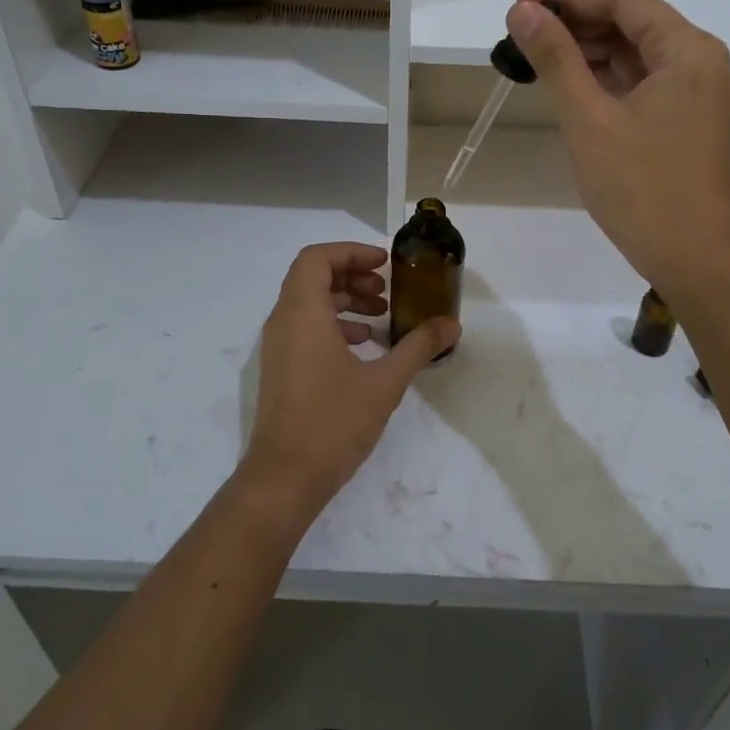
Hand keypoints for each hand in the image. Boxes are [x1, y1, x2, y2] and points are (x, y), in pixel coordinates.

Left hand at [240, 243, 459, 518]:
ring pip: (308, 303)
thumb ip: (418, 346)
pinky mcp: (280, 368)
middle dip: (352, 275)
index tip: (384, 264)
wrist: (285, 478)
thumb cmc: (333, 422)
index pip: (317, 258)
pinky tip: (364, 347)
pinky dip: (333, 325)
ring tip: (381, 317)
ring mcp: (278, 347)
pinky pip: (304, 328)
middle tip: (387, 290)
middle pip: (313, 277)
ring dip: (344, 300)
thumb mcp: (385, 382)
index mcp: (303, 313)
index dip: (351, 252)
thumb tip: (451, 324)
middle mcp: (283, 321)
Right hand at [507, 0, 729, 294]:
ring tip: (533, 57)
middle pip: (630, 20)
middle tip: (519, 35)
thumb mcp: (589, 119)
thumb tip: (523, 12)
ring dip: (585, 49)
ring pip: (632, 51)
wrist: (692, 258)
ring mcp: (691, 90)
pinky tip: (565, 82)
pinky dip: (601, 77)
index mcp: (686, 50)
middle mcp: (696, 60)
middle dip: (574, 22)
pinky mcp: (681, 117)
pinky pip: (638, 80)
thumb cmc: (641, 189)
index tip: (519, 8)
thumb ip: (556, 59)